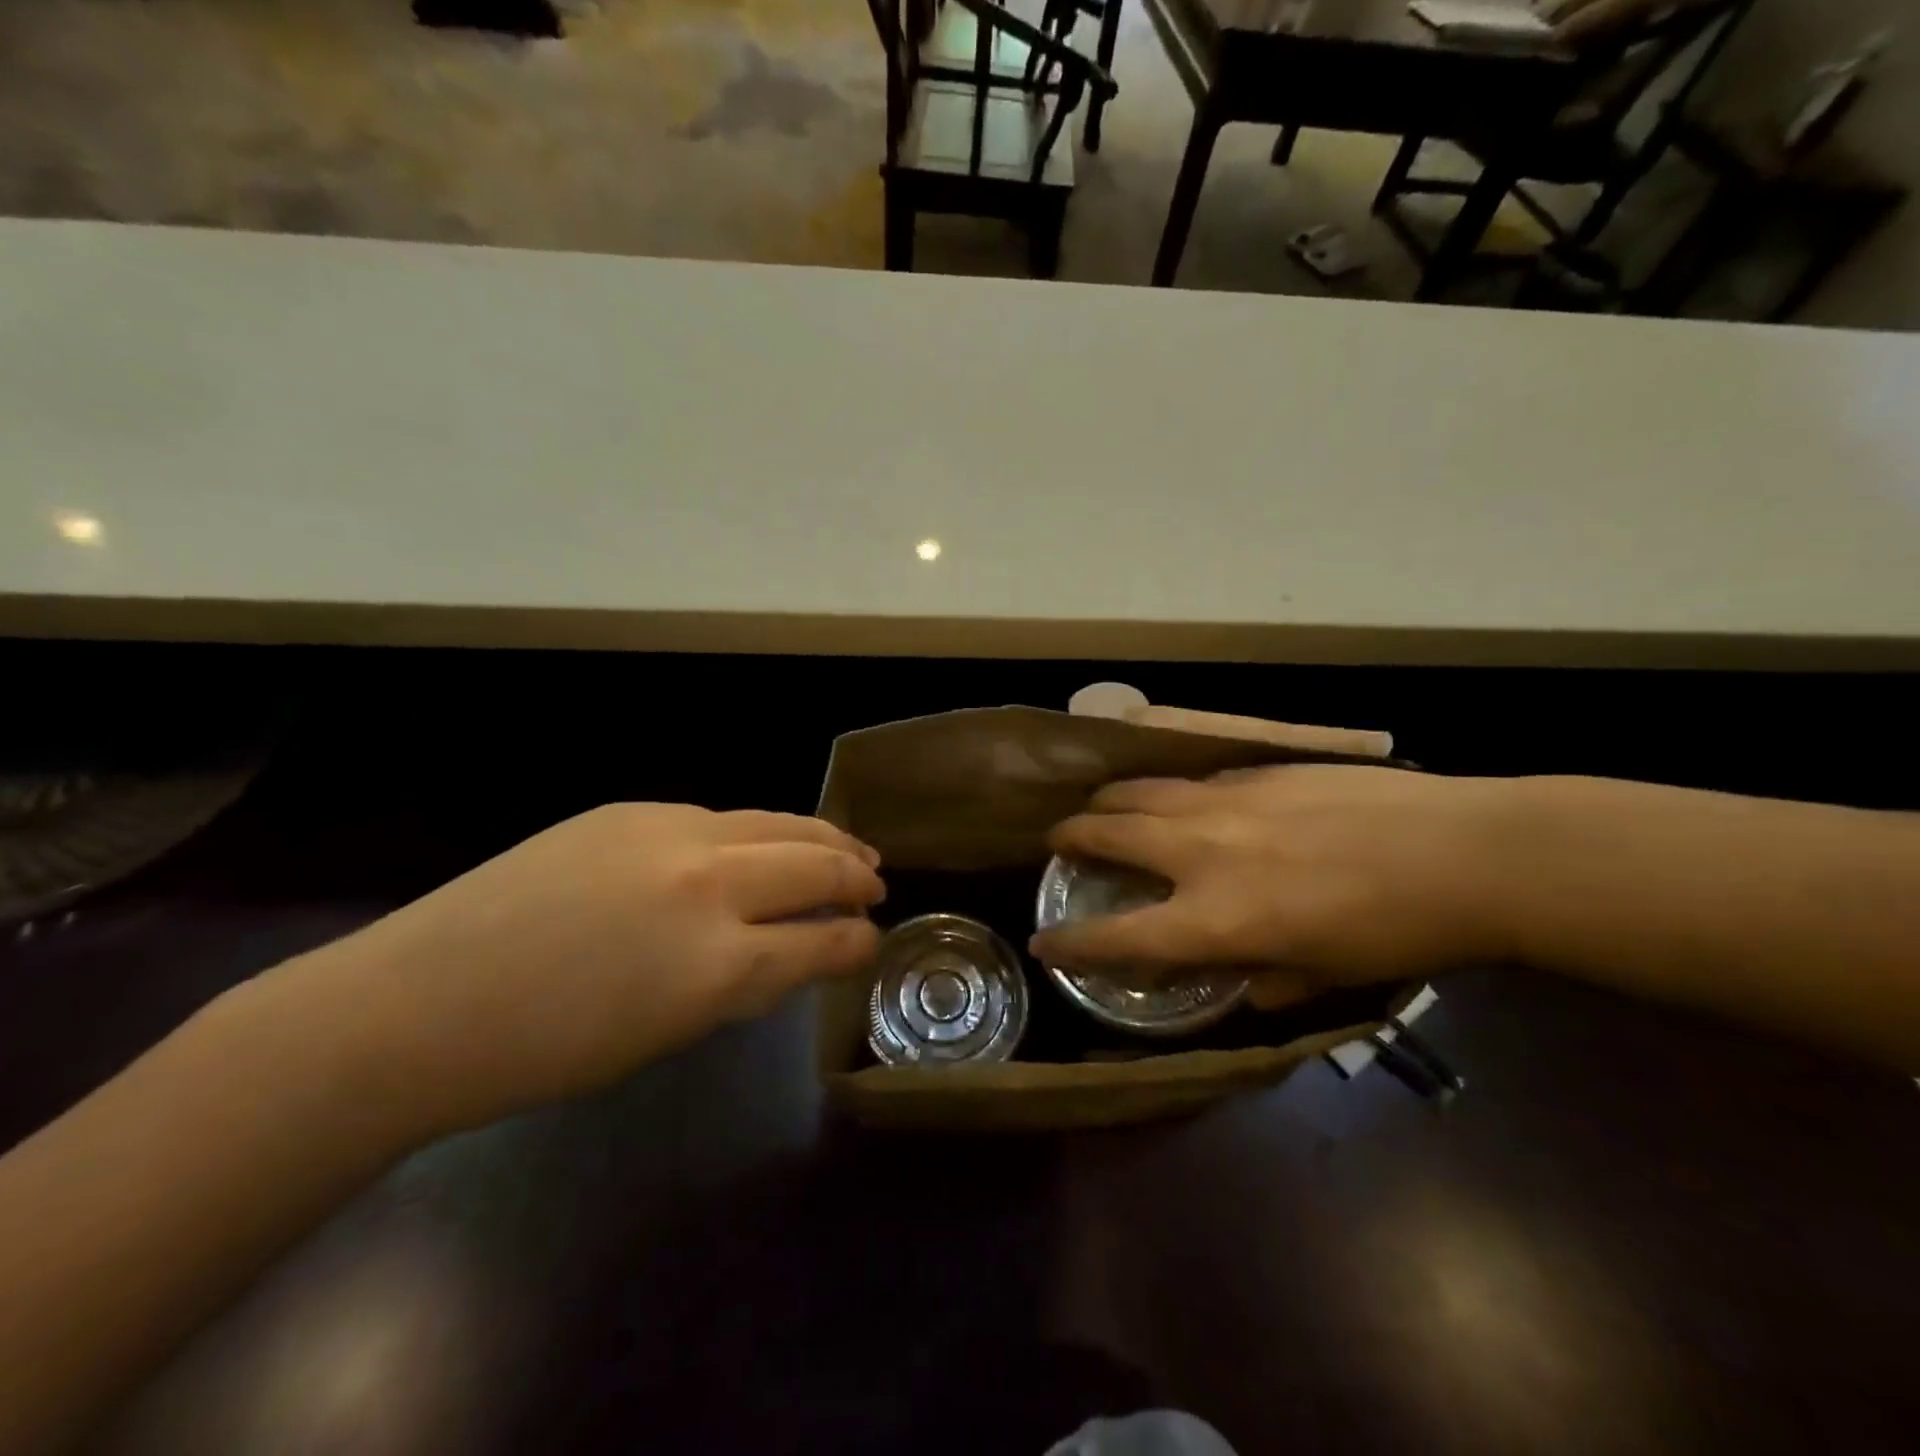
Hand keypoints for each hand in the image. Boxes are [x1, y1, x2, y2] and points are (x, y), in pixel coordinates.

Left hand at [286, 804, 883, 1134]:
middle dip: (855, 876)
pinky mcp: (632, 810)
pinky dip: (759, 832)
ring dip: (822, 838)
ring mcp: (669, 833)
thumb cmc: (544, 1051)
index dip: (856, 941)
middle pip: (814, 865)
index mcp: (717, 965)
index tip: (873, 938)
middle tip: (877, 884)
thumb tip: (794, 951)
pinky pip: (721, 817)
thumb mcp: (667, 1032)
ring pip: (776, 823)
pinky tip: (762, 844)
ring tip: (848, 848)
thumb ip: (743, 982)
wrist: (416, 1007)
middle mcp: (707, 885)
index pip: (820, 942)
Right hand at [1030, 765, 1513, 1008]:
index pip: (1118, 935)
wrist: (1464, 853)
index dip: (1070, 942)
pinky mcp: (1256, 770)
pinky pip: (1190, 779)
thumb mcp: (1325, 976)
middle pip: (1108, 833)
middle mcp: (1202, 852)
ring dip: (1107, 801)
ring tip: (1099, 808)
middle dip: (1070, 838)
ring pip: (1139, 790)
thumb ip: (1265, 980)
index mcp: (1217, 919)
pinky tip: (1177, 797)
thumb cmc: (1397, 932)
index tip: (1042, 942)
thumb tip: (1238, 978)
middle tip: (1059, 843)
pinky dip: (1166, 791)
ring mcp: (1226, 801)